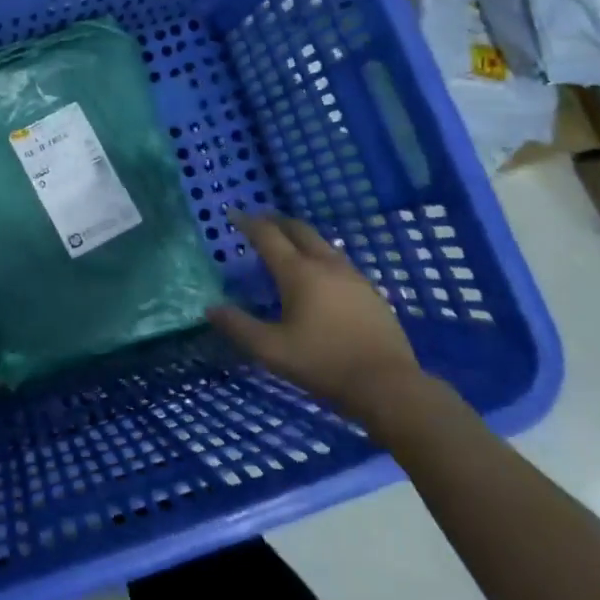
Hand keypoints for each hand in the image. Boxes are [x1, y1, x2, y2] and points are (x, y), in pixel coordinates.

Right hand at [207, 210, 423, 423]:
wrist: (388, 386)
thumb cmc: (324, 363)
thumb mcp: (271, 350)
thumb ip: (239, 327)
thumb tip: (211, 308)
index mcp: (298, 272)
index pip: (268, 236)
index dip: (248, 223)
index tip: (233, 214)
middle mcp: (326, 265)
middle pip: (299, 229)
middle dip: (276, 221)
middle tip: (259, 221)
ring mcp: (353, 276)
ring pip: (322, 243)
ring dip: (300, 236)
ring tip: (288, 244)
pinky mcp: (371, 292)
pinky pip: (338, 261)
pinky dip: (320, 255)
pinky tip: (320, 274)